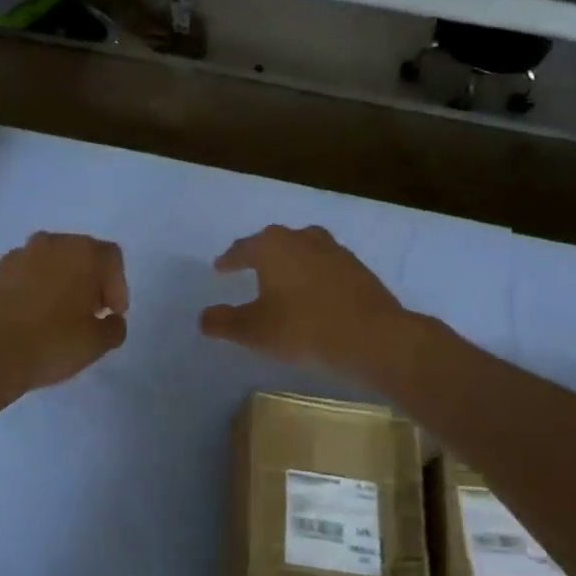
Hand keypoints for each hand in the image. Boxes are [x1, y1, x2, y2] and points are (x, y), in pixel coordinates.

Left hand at [0, 232, 128, 397]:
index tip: (112, 314)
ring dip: (60, 283)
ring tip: (58, 316)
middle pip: (81, 255)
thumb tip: (112, 320)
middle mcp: (51, 243)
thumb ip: (115, 327)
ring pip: (51, 263)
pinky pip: (25, 275)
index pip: (111, 259)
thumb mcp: (97, 343)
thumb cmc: (51, 343)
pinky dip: (34, 289)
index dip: (117, 286)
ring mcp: (18, 255)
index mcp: (83, 253)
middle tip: (89, 313)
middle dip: (90, 281)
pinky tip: (31, 318)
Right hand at [199, 225, 410, 377]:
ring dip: (290, 261)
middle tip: (248, 266)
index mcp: (272, 247)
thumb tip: (203, 317)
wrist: (372, 336)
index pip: (243, 248)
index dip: (229, 260)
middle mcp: (302, 239)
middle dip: (260, 253)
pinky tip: (314, 292)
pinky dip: (314, 274)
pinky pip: (325, 265)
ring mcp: (334, 250)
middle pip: (274, 241)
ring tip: (283, 277)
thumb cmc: (303, 329)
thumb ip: (224, 322)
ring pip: (303, 249)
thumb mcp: (254, 331)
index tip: (220, 268)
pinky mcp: (357, 268)